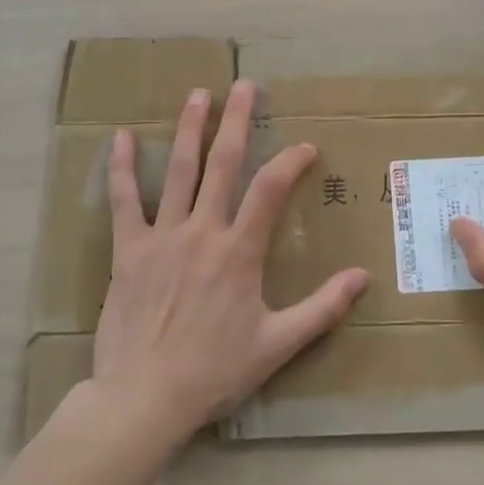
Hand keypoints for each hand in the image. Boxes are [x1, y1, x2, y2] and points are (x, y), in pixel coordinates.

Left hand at [94, 80, 369, 439]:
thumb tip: (364, 277)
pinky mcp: (127, 251)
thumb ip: (322, 308)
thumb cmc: (214, 371)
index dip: (290, 161)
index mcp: (239, 252)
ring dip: (190, 130)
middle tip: (244, 86)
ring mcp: (162, 237)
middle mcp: (202, 232)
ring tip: (199, 95)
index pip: (270, 190)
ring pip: (178, 171)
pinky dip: (121, 168)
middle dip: (236, 121)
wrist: (144, 398)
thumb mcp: (277, 345)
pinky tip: (120, 137)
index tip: (304, 146)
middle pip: (222, 164)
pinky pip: (123, 201)